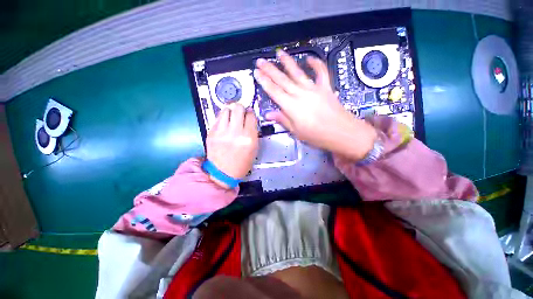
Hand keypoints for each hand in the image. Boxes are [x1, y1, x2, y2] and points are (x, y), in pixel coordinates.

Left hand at [206, 103, 258, 187]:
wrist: (223, 172)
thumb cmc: (241, 163)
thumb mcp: (254, 148)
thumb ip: (253, 132)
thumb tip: (250, 119)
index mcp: (248, 138)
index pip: (251, 115)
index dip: (251, 113)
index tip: (250, 115)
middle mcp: (235, 132)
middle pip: (238, 108)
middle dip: (241, 108)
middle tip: (241, 113)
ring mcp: (221, 132)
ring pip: (226, 109)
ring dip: (231, 111)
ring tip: (232, 117)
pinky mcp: (211, 132)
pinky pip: (218, 118)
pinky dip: (223, 118)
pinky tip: (225, 124)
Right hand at [253, 50, 376, 160]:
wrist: (342, 132)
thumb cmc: (317, 135)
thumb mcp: (296, 131)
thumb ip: (283, 120)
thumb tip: (269, 114)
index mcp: (292, 106)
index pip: (274, 91)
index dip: (264, 81)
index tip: (257, 73)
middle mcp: (301, 94)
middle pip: (283, 80)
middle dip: (270, 69)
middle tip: (261, 60)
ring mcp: (313, 89)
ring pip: (297, 73)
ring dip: (287, 62)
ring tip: (279, 53)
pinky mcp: (325, 87)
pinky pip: (320, 72)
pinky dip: (316, 64)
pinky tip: (310, 58)